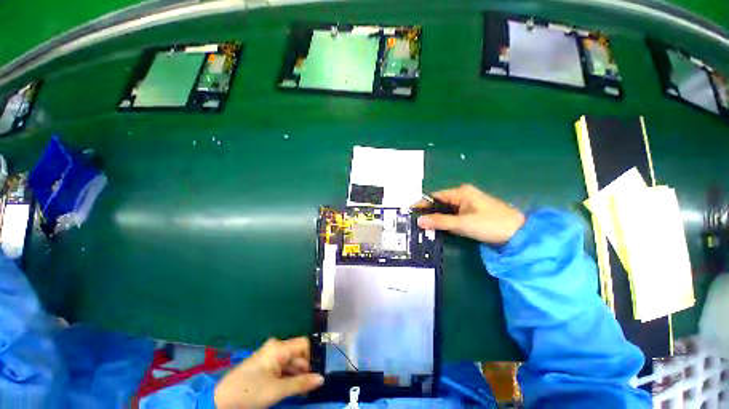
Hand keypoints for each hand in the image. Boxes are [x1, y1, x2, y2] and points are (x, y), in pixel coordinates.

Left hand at [214, 337, 323, 407]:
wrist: (221, 401)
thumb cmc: (250, 392)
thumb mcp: (277, 390)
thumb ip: (301, 383)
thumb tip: (321, 378)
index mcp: (279, 347)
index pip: (304, 344)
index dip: (310, 358)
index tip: (311, 375)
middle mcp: (275, 347)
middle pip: (297, 354)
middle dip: (303, 369)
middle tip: (306, 387)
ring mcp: (269, 356)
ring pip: (290, 362)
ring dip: (295, 375)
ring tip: (298, 391)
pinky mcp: (264, 365)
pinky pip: (282, 367)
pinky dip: (287, 376)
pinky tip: (287, 389)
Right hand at [417, 184, 525, 244]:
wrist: (519, 234)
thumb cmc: (490, 224)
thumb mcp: (462, 223)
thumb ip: (439, 221)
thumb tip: (419, 221)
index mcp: (460, 192)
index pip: (435, 196)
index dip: (422, 204)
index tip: (410, 211)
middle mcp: (463, 195)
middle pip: (439, 203)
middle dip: (428, 212)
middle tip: (415, 222)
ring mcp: (468, 204)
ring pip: (446, 210)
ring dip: (436, 218)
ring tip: (422, 226)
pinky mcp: (471, 213)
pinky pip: (453, 215)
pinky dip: (445, 221)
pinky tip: (438, 228)